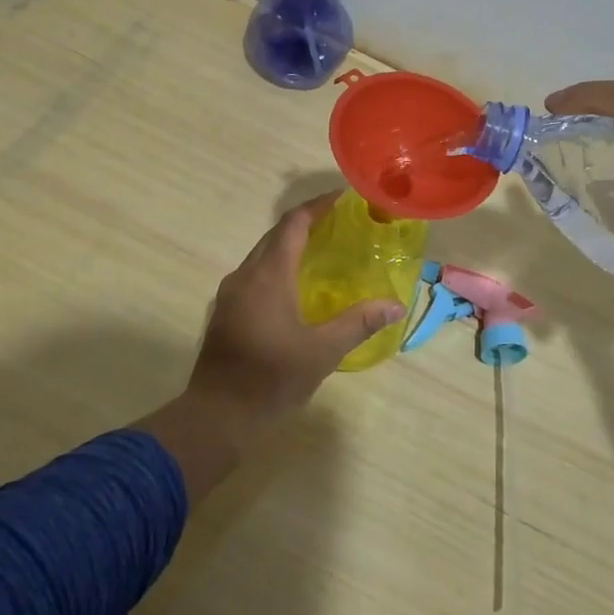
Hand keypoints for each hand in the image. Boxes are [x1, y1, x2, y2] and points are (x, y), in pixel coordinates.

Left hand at [186, 194, 404, 441]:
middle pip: (276, 234)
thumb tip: (396, 305)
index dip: (318, 206)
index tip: (344, 198)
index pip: (294, 223)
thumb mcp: (322, 352)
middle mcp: (246, 274)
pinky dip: (277, 266)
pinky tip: (296, 286)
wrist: (216, 416)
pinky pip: (255, 273)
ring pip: (263, 254)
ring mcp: (231, 293)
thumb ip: (359, 323)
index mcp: (269, 275)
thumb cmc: (271, 379)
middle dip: (307, 222)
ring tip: (323, 250)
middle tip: (340, 224)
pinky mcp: (226, 311)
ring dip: (290, 245)